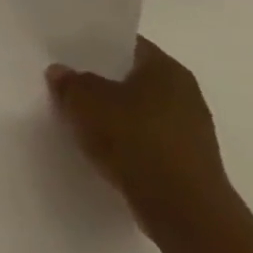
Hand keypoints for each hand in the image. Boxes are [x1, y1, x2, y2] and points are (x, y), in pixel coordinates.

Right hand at [46, 36, 233, 241]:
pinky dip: (122, 138)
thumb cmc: (134, 138)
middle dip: (100, 80)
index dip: (94, 45)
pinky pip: (144, 138)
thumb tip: (62, 72)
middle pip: (131, 78)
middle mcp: (185, 94)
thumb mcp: (83, 100)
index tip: (65, 50)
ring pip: (137, 109)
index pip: (126, 44)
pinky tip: (97, 144)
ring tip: (75, 114)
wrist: (182, 208)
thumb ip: (69, 81)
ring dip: (110, 112)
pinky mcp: (185, 160)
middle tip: (64, 81)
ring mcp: (189, 130)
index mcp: (167, 70)